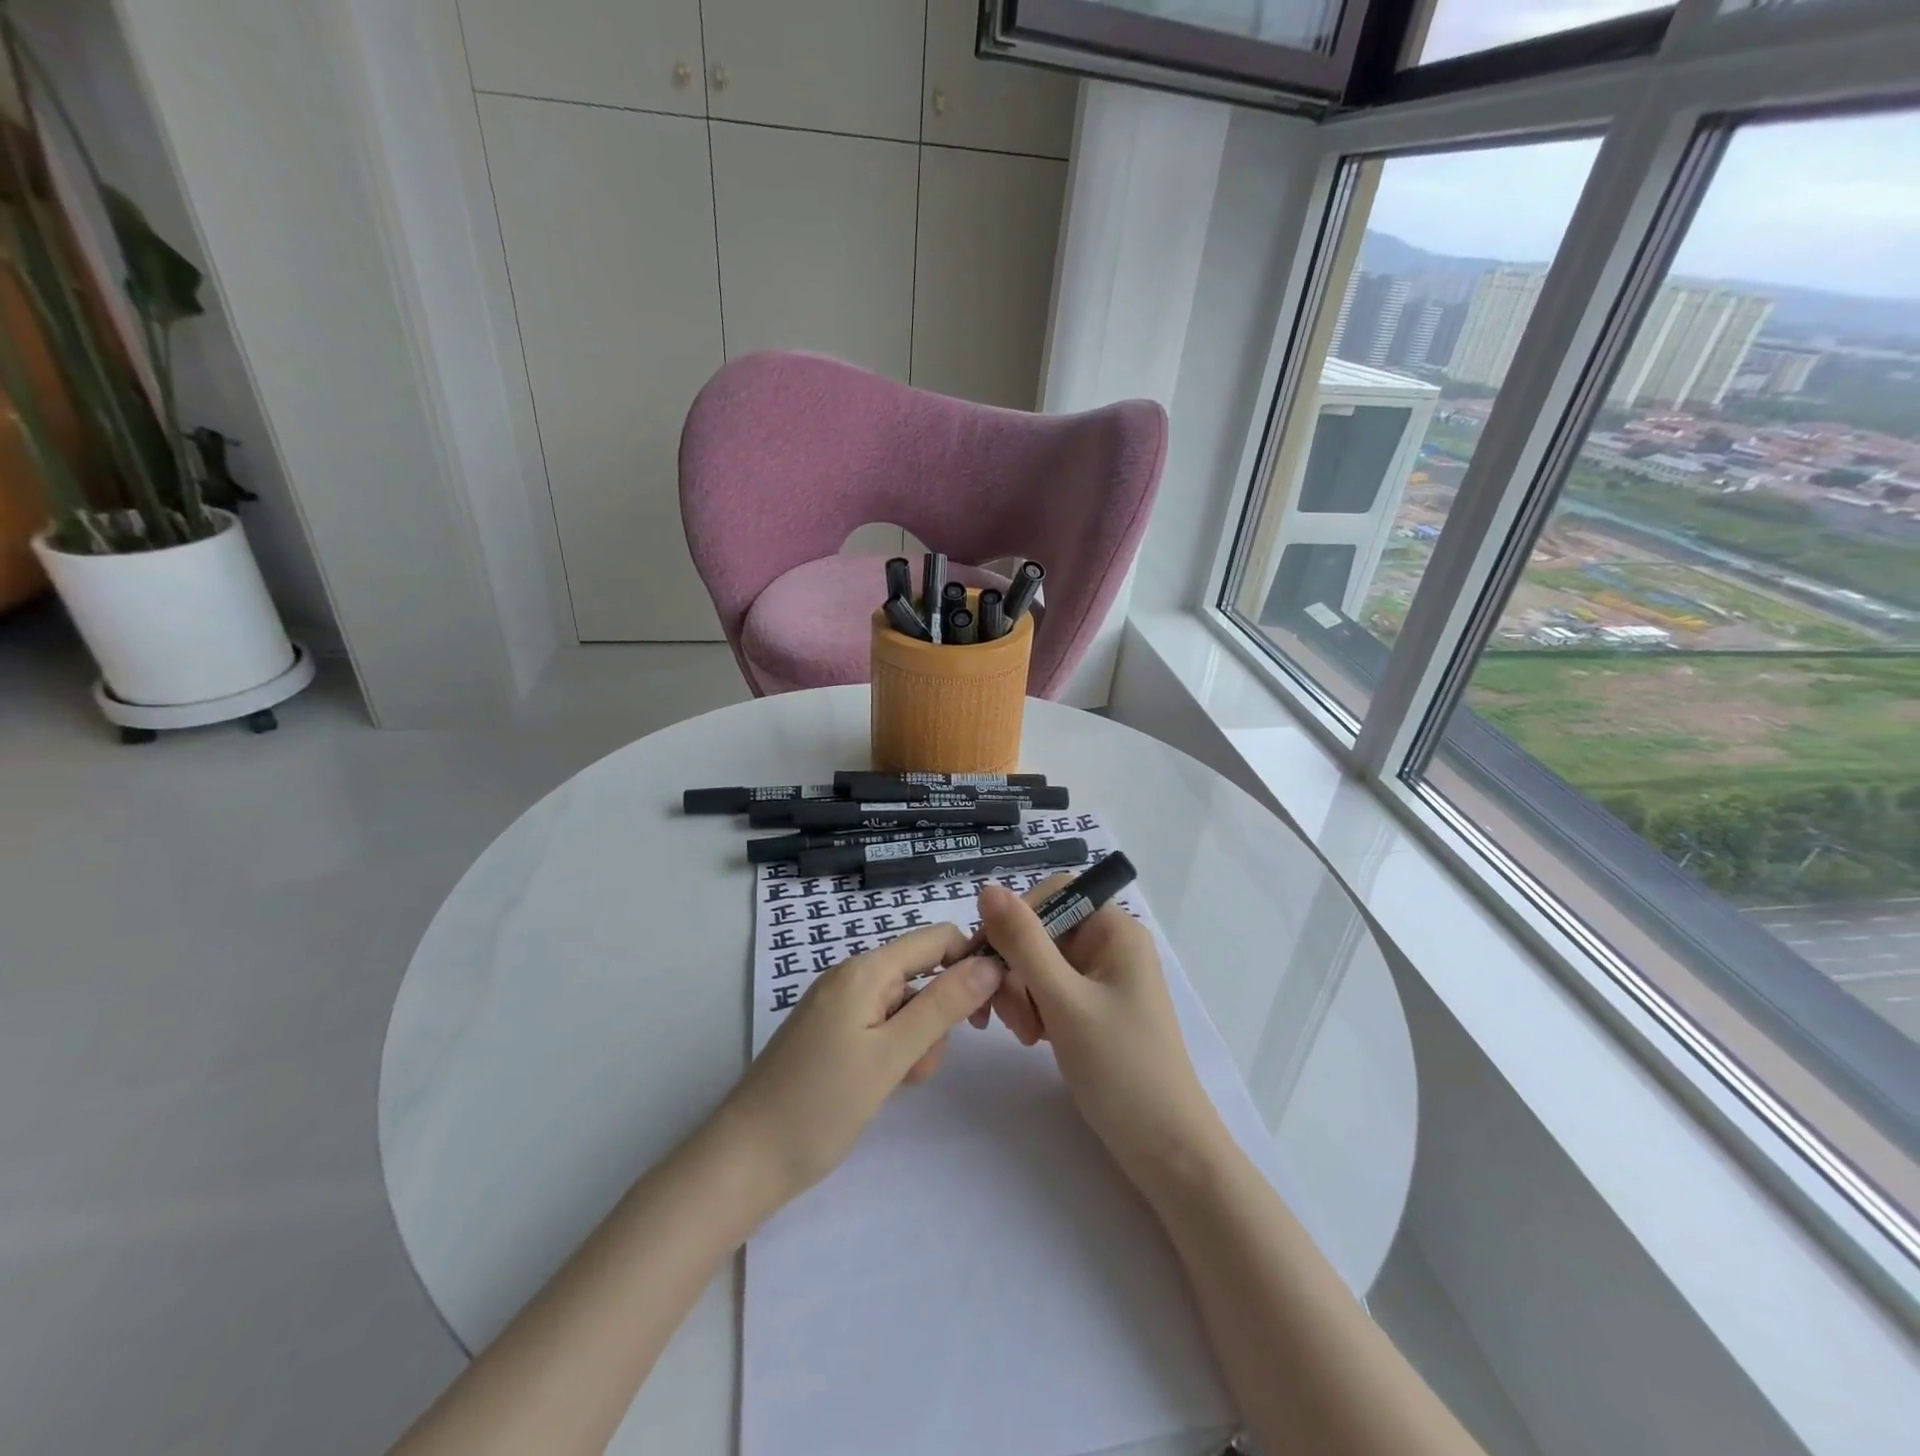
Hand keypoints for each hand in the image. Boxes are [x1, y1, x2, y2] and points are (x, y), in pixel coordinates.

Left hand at [717, 924, 1001, 1206]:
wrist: (743, 1162)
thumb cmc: (820, 1106)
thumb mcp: (891, 1056)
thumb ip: (942, 1005)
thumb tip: (990, 963)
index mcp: (865, 969)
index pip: (936, 939)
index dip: (970, 962)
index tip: (989, 1010)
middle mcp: (851, 976)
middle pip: (921, 973)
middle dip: (939, 1013)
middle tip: (927, 1064)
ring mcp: (838, 1005)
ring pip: (904, 1004)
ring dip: (918, 1039)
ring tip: (900, 1082)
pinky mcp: (831, 1033)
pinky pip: (881, 1025)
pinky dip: (894, 1049)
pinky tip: (884, 1084)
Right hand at [964, 879, 1225, 1193]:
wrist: (1167, 1151)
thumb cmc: (1121, 1068)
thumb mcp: (1064, 1001)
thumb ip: (1023, 942)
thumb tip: (987, 888)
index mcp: (1115, 930)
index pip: (1053, 894)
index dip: (1016, 919)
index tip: (988, 957)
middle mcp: (1110, 945)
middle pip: (1042, 931)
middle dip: (1016, 968)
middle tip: (1007, 1015)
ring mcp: (1103, 979)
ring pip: (1039, 963)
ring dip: (1021, 994)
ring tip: (1028, 1036)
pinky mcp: (1095, 1009)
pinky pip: (1049, 990)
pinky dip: (1034, 1009)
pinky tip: (1036, 1040)